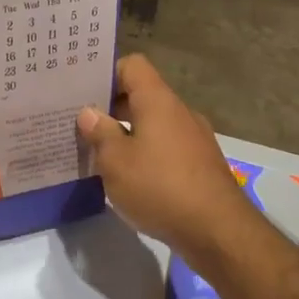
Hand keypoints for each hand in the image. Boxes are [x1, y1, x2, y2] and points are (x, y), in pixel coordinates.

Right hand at [77, 55, 247, 263]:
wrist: (218, 232)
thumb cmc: (160, 187)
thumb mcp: (116, 162)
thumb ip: (100, 133)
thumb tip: (89, 112)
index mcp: (158, 101)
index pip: (132, 65)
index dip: (107, 73)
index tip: (83, 91)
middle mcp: (179, 112)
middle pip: (142, 95)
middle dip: (111, 108)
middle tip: (80, 124)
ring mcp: (194, 139)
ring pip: (154, 124)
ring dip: (128, 134)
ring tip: (99, 154)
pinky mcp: (201, 166)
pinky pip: (166, 148)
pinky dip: (146, 155)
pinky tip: (129, 179)